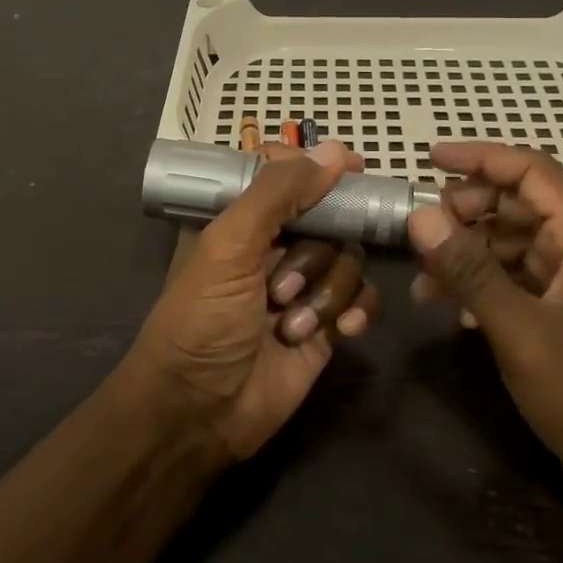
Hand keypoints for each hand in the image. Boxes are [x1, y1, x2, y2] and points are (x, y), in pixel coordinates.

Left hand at [129, 141, 379, 460]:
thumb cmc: (202, 320)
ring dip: (324, 291)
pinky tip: (338, 331)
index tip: (351, 166)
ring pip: (348, 258)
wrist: (201, 411)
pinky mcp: (325, 324)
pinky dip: (354, 311)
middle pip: (328, 217)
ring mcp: (303, 286)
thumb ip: (278, 193)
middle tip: (285, 283)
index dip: (317, 168)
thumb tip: (332, 151)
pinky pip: (362, 298)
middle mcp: (274, 247)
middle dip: (314, 252)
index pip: (286, 175)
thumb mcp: (228, 246)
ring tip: (289, 323)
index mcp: (240, 220)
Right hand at [406, 142, 562, 512]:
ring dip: (467, 254)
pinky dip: (482, 285)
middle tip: (420, 235)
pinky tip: (453, 310)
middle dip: (465, 212)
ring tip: (424, 282)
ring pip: (512, 244)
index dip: (480, 157)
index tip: (428, 159)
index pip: (532, 171)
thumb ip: (469, 269)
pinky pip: (516, 279)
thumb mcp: (520, 330)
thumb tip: (420, 215)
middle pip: (518, 204)